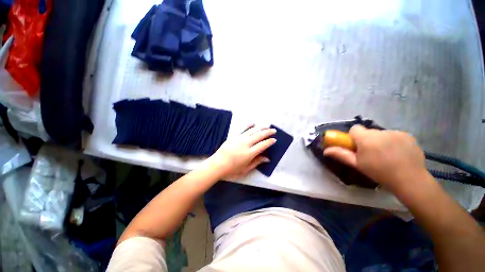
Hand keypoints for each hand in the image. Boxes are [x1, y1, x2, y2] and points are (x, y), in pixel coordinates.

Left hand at [207, 125, 276, 179]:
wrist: (217, 165)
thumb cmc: (232, 170)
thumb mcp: (245, 169)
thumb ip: (257, 162)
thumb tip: (267, 158)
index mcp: (249, 153)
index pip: (262, 145)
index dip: (269, 142)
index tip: (274, 140)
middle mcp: (245, 143)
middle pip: (259, 135)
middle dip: (267, 132)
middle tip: (274, 130)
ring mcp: (239, 139)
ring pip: (252, 131)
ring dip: (260, 127)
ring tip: (267, 126)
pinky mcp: (234, 137)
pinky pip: (243, 129)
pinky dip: (249, 126)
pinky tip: (253, 123)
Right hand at [323, 125, 431, 193]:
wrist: (410, 179)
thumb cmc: (379, 172)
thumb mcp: (357, 164)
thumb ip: (341, 154)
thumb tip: (325, 150)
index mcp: (366, 138)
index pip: (355, 129)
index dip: (354, 137)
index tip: (358, 147)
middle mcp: (380, 132)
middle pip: (368, 132)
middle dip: (367, 140)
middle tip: (372, 154)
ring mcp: (396, 132)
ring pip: (382, 134)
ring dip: (381, 141)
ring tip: (387, 156)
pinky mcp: (408, 135)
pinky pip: (395, 135)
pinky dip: (394, 142)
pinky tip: (398, 154)